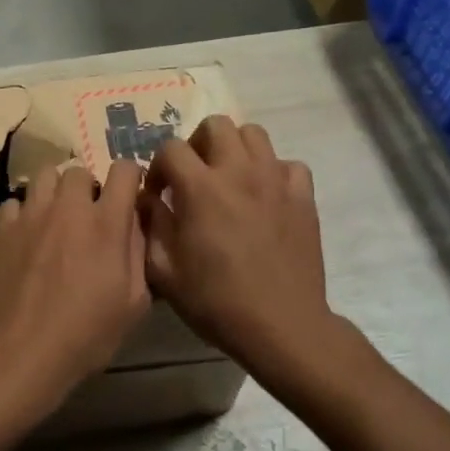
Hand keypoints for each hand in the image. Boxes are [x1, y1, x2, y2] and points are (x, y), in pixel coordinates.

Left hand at [0, 159, 150, 428]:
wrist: (21, 351)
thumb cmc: (85, 334)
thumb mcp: (133, 303)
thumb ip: (138, 253)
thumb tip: (134, 223)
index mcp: (106, 223)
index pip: (125, 170)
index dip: (130, 179)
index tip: (128, 197)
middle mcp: (69, 208)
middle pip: (80, 171)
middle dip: (88, 188)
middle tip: (87, 217)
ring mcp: (32, 214)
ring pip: (45, 176)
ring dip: (55, 193)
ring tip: (55, 219)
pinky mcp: (2, 227)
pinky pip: (16, 202)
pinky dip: (24, 213)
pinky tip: (26, 237)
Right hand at [141, 116, 335, 380]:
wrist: (281, 326)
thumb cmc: (216, 302)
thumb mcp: (164, 270)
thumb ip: (149, 225)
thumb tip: (146, 200)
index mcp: (200, 188)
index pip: (171, 148)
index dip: (158, 166)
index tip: (159, 193)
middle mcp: (239, 172)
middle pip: (216, 124)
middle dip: (197, 143)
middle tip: (194, 175)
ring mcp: (275, 181)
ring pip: (254, 134)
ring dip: (235, 149)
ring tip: (229, 179)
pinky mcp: (303, 197)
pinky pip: (288, 165)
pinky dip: (273, 172)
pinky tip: (265, 196)